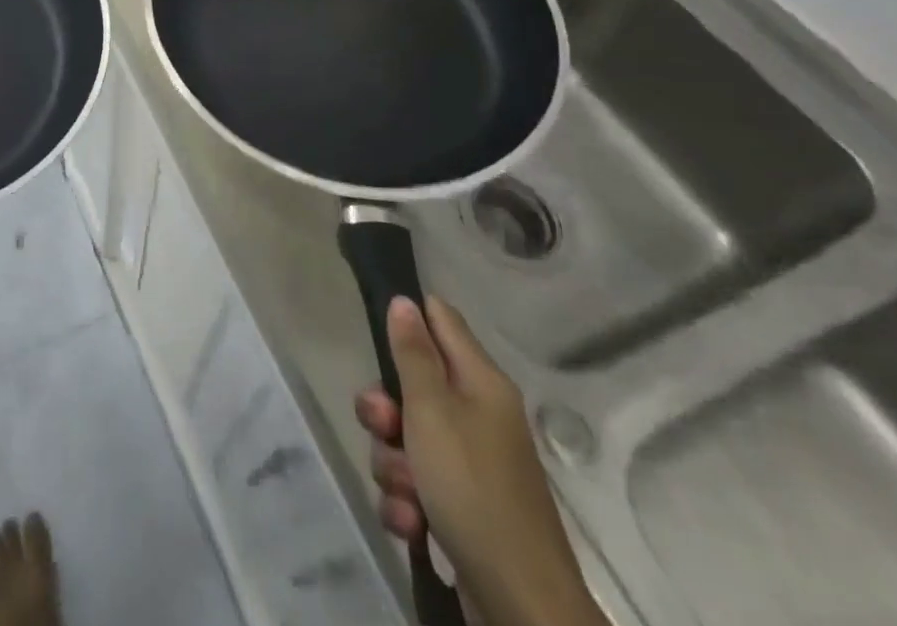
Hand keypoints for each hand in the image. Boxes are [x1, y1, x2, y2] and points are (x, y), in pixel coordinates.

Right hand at [355, 296, 605, 625]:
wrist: (520, 606)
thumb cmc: (473, 488)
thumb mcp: (432, 410)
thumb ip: (413, 353)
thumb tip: (405, 301)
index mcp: (480, 382)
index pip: (440, 319)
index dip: (407, 318)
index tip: (376, 332)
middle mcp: (477, 415)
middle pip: (411, 384)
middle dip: (384, 409)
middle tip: (384, 427)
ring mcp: (469, 463)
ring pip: (405, 438)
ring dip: (392, 463)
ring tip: (406, 494)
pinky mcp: (459, 506)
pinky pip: (414, 483)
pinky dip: (406, 501)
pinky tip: (412, 523)